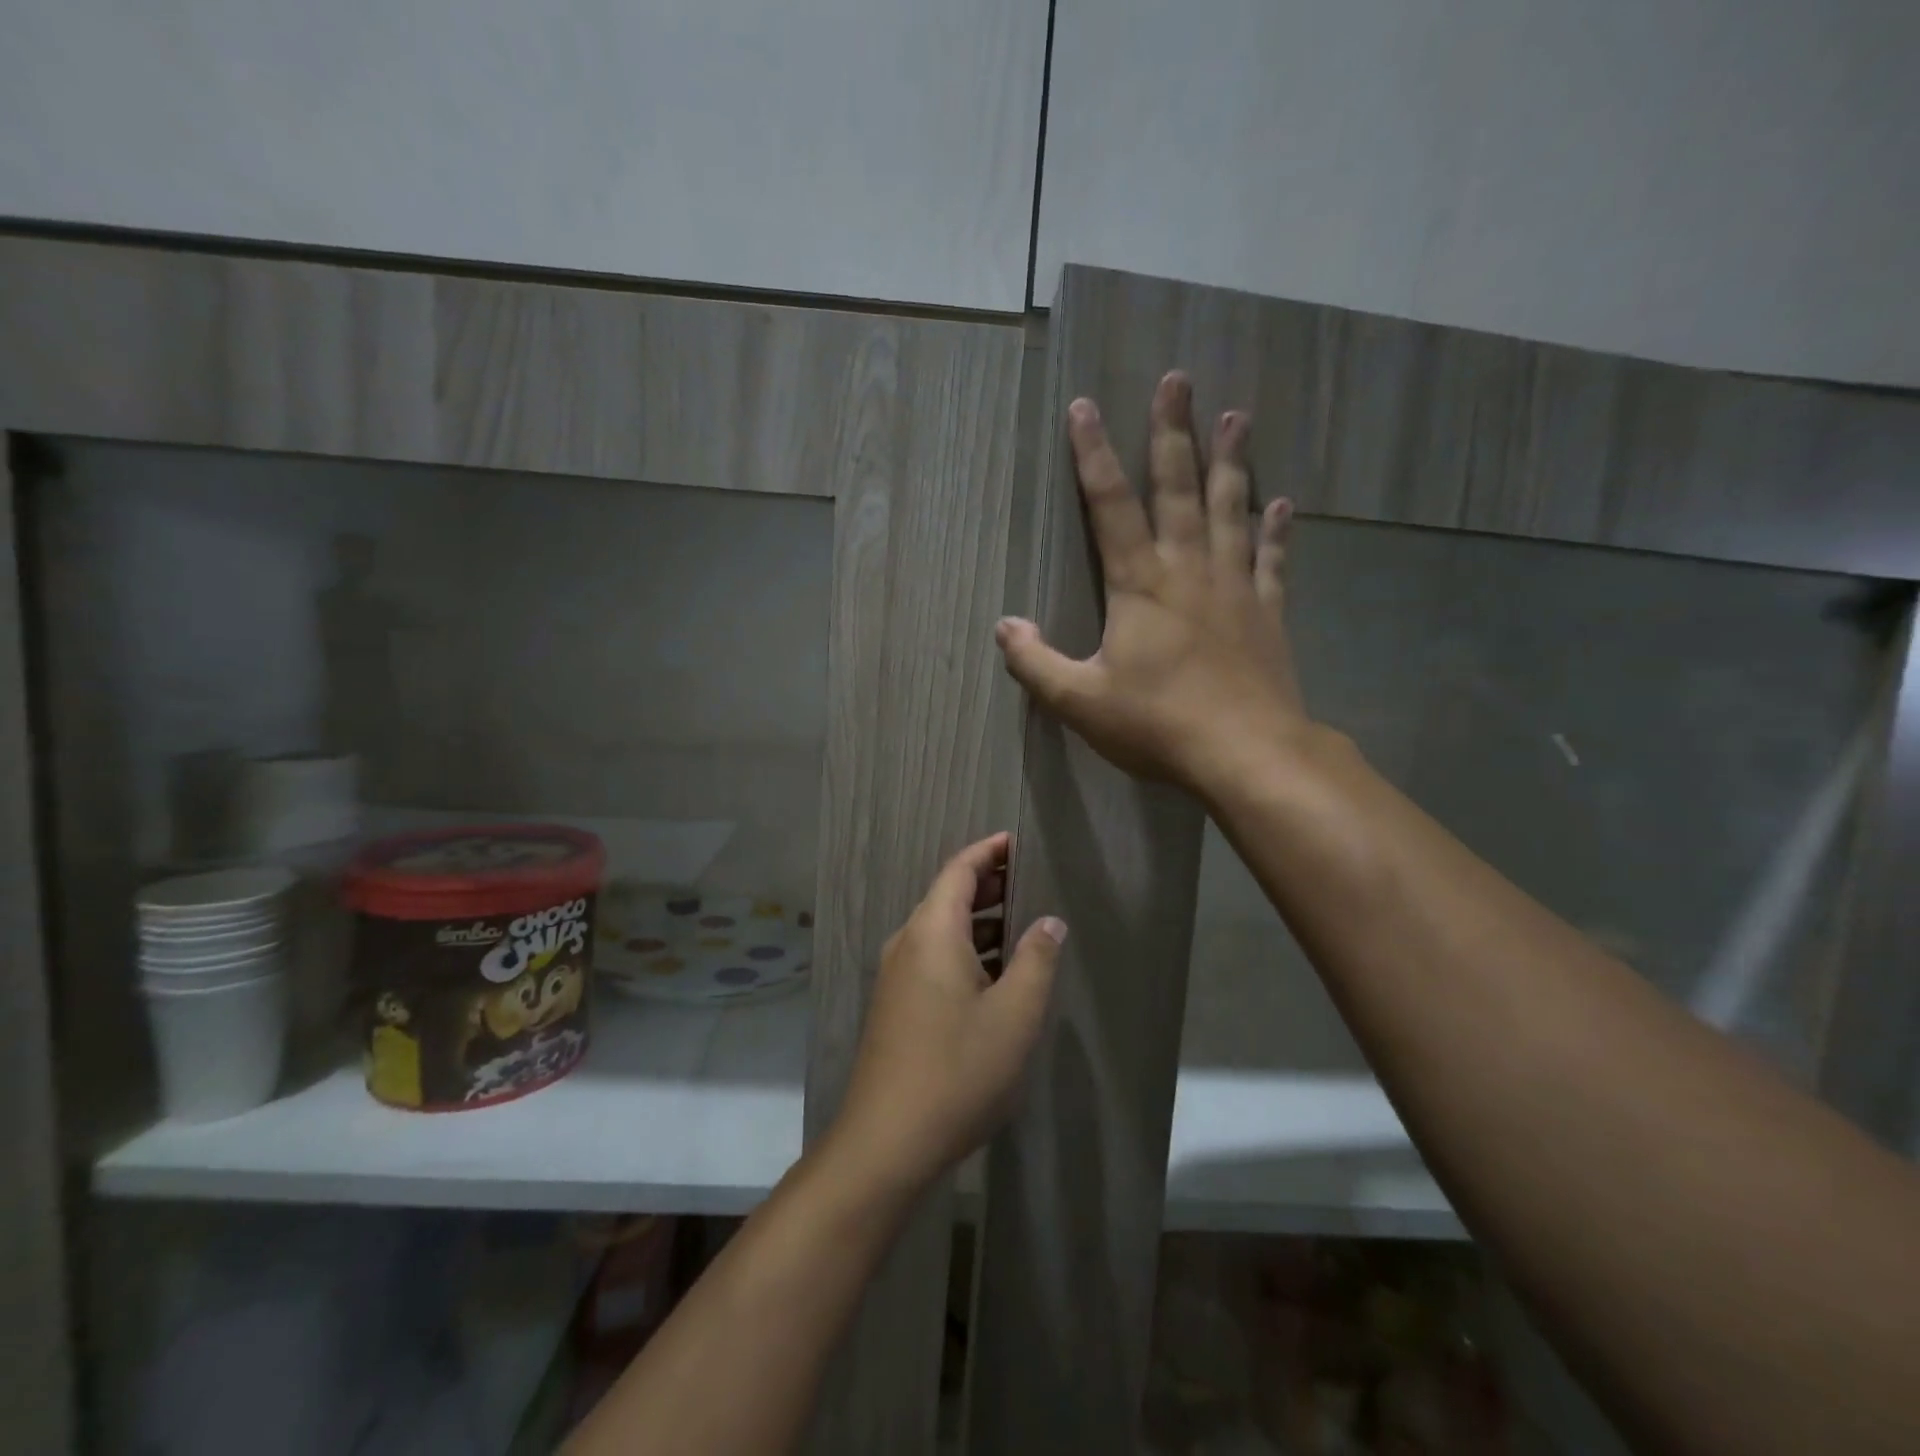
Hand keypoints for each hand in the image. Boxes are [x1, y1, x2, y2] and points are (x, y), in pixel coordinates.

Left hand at [824, 833, 1065, 1191]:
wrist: (887, 1142)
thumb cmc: (958, 1069)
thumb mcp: (1014, 1015)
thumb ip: (1036, 960)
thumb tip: (1050, 921)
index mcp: (931, 931)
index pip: (959, 870)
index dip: (989, 851)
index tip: (1019, 842)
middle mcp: (907, 943)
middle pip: (948, 896)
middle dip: (988, 885)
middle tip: (1031, 882)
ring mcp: (896, 976)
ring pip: (941, 931)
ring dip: (979, 922)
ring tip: (1021, 925)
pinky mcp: (896, 1006)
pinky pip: (933, 959)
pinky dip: (965, 951)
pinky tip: (995, 975)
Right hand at [994, 372, 1309, 796]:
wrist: (1246, 752)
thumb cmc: (1157, 724)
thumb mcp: (1080, 701)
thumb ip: (1036, 663)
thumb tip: (1004, 627)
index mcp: (1138, 584)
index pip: (1110, 505)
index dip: (1093, 455)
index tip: (1085, 406)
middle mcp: (1188, 570)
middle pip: (1178, 488)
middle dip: (1172, 433)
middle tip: (1178, 380)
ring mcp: (1233, 588)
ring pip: (1231, 510)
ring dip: (1231, 462)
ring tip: (1236, 417)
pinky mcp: (1266, 613)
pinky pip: (1270, 561)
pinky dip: (1274, 531)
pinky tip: (1281, 504)